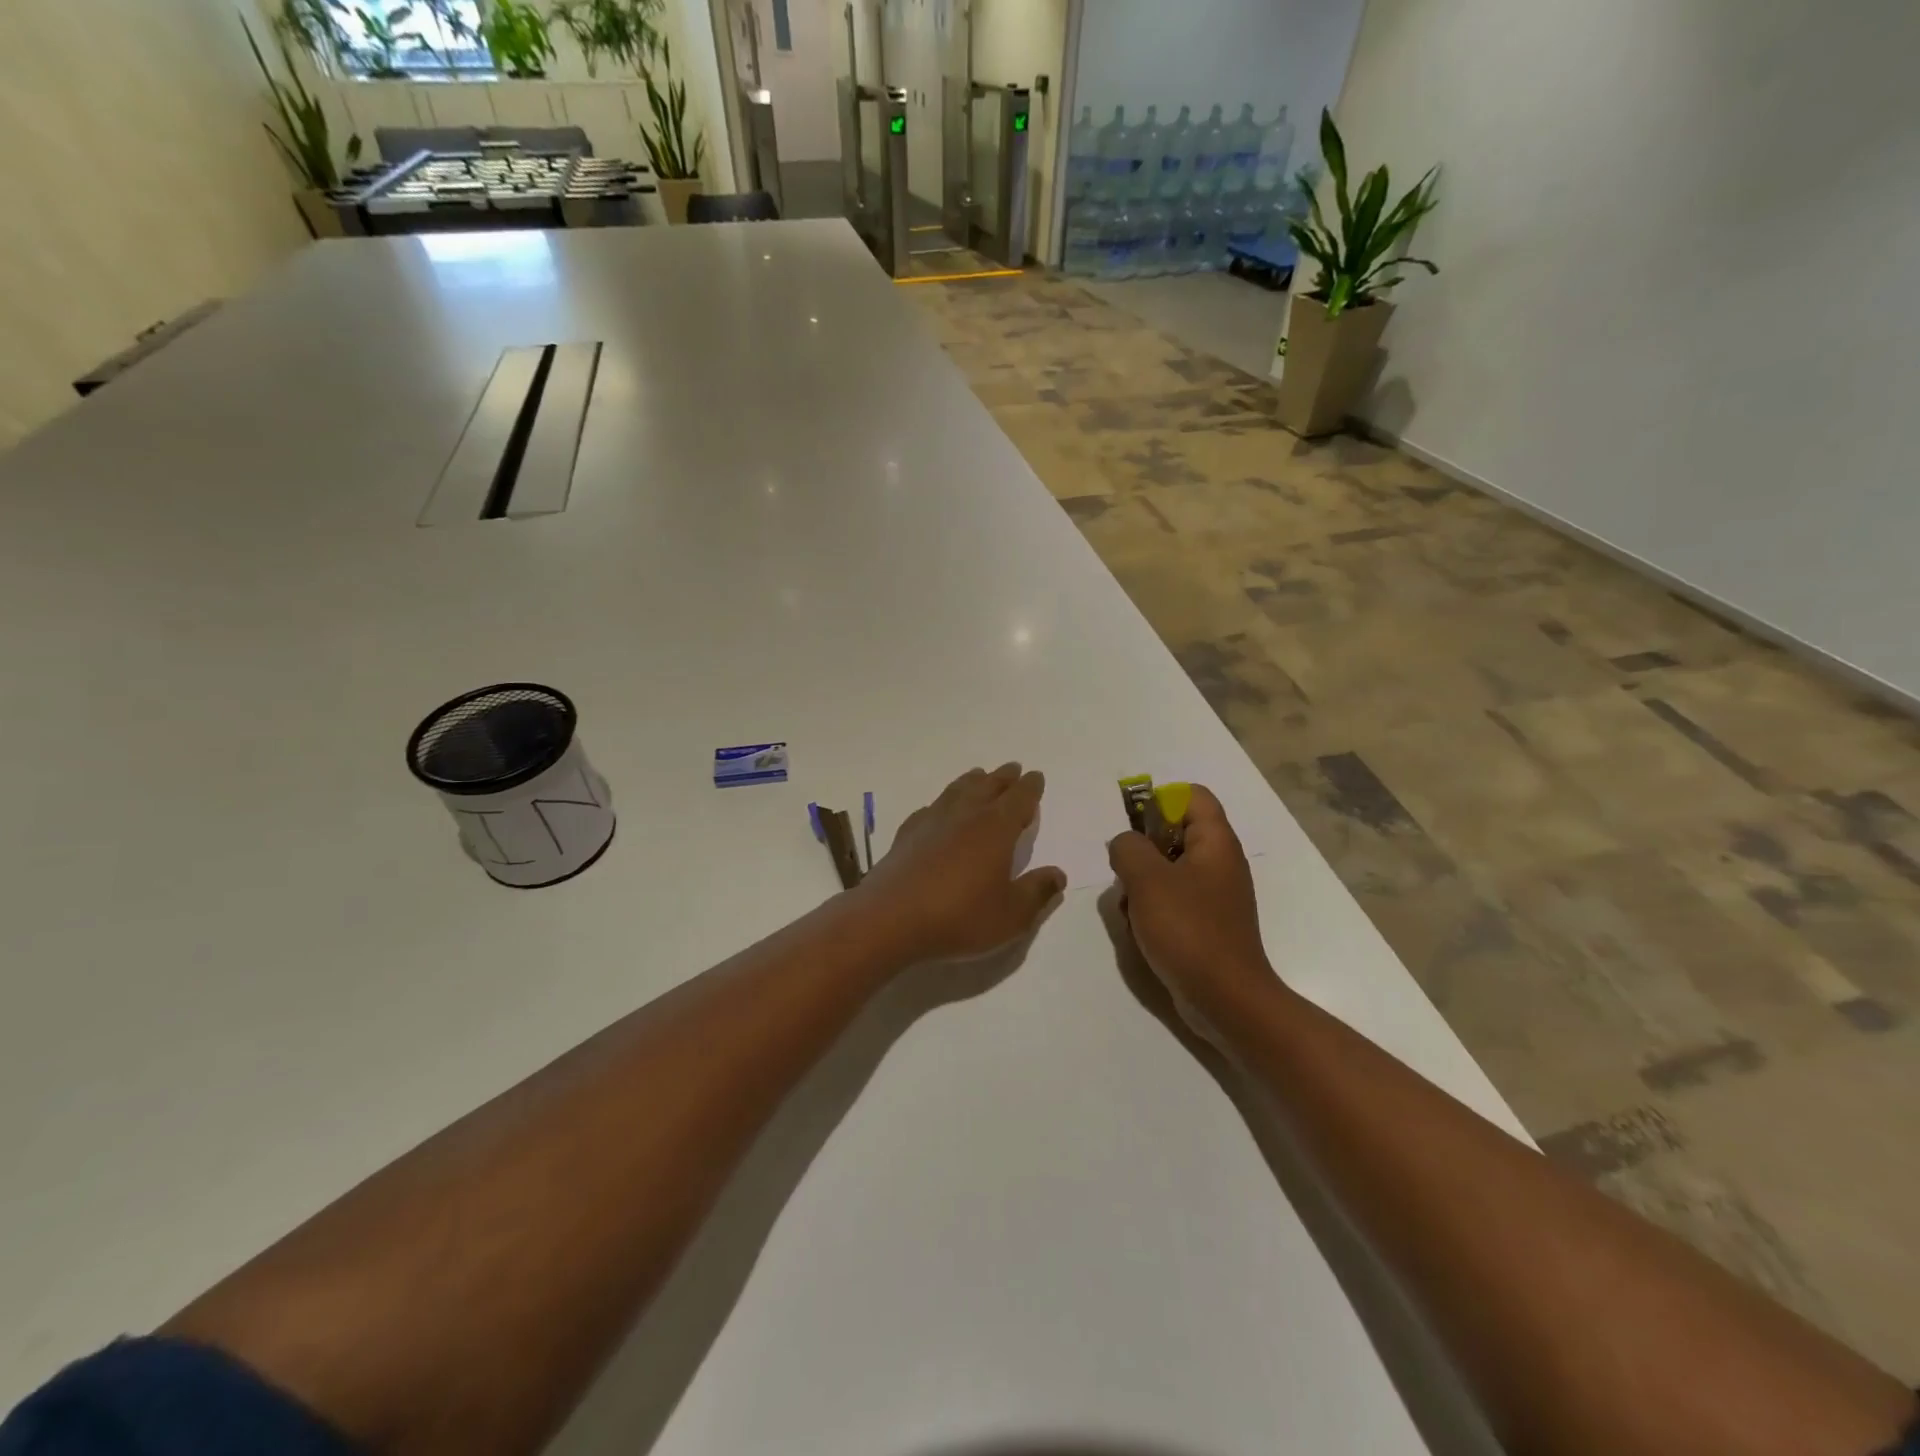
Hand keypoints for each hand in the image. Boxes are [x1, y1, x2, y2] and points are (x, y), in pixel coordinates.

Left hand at [857, 764, 1065, 964]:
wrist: (891, 919)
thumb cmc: (960, 917)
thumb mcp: (1011, 915)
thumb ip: (1037, 893)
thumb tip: (1058, 874)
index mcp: (996, 828)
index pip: (1019, 798)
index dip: (1030, 787)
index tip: (1035, 776)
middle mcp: (965, 815)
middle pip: (988, 787)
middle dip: (1003, 777)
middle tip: (1012, 769)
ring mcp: (932, 821)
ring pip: (957, 790)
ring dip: (972, 781)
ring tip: (979, 775)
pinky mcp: (907, 835)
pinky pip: (930, 808)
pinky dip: (941, 803)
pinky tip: (938, 809)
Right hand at [1107, 785, 1280, 1041]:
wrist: (1225, 1000)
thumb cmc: (1188, 930)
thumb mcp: (1147, 880)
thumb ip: (1128, 848)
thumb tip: (1124, 843)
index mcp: (1215, 842)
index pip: (1192, 796)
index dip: (1160, 801)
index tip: (1133, 828)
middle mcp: (1219, 863)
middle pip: (1174, 833)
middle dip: (1142, 850)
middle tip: (1126, 873)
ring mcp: (1213, 896)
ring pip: (1167, 870)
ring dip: (1141, 884)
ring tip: (1131, 908)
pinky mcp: (1205, 924)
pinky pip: (1172, 900)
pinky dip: (1151, 909)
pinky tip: (1140, 931)